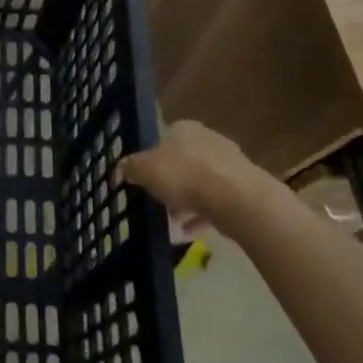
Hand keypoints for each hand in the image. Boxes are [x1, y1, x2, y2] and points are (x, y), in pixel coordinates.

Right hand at [116, 120, 273, 233]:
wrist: (236, 198)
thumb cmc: (184, 175)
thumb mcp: (144, 170)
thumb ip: (129, 168)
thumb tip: (119, 169)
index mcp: (184, 129)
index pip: (162, 141)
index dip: (150, 162)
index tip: (144, 183)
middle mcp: (208, 140)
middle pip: (182, 163)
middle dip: (169, 185)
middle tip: (157, 205)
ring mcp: (229, 164)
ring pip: (199, 184)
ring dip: (185, 203)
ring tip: (172, 225)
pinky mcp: (243, 188)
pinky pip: (215, 202)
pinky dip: (201, 216)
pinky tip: (189, 233)